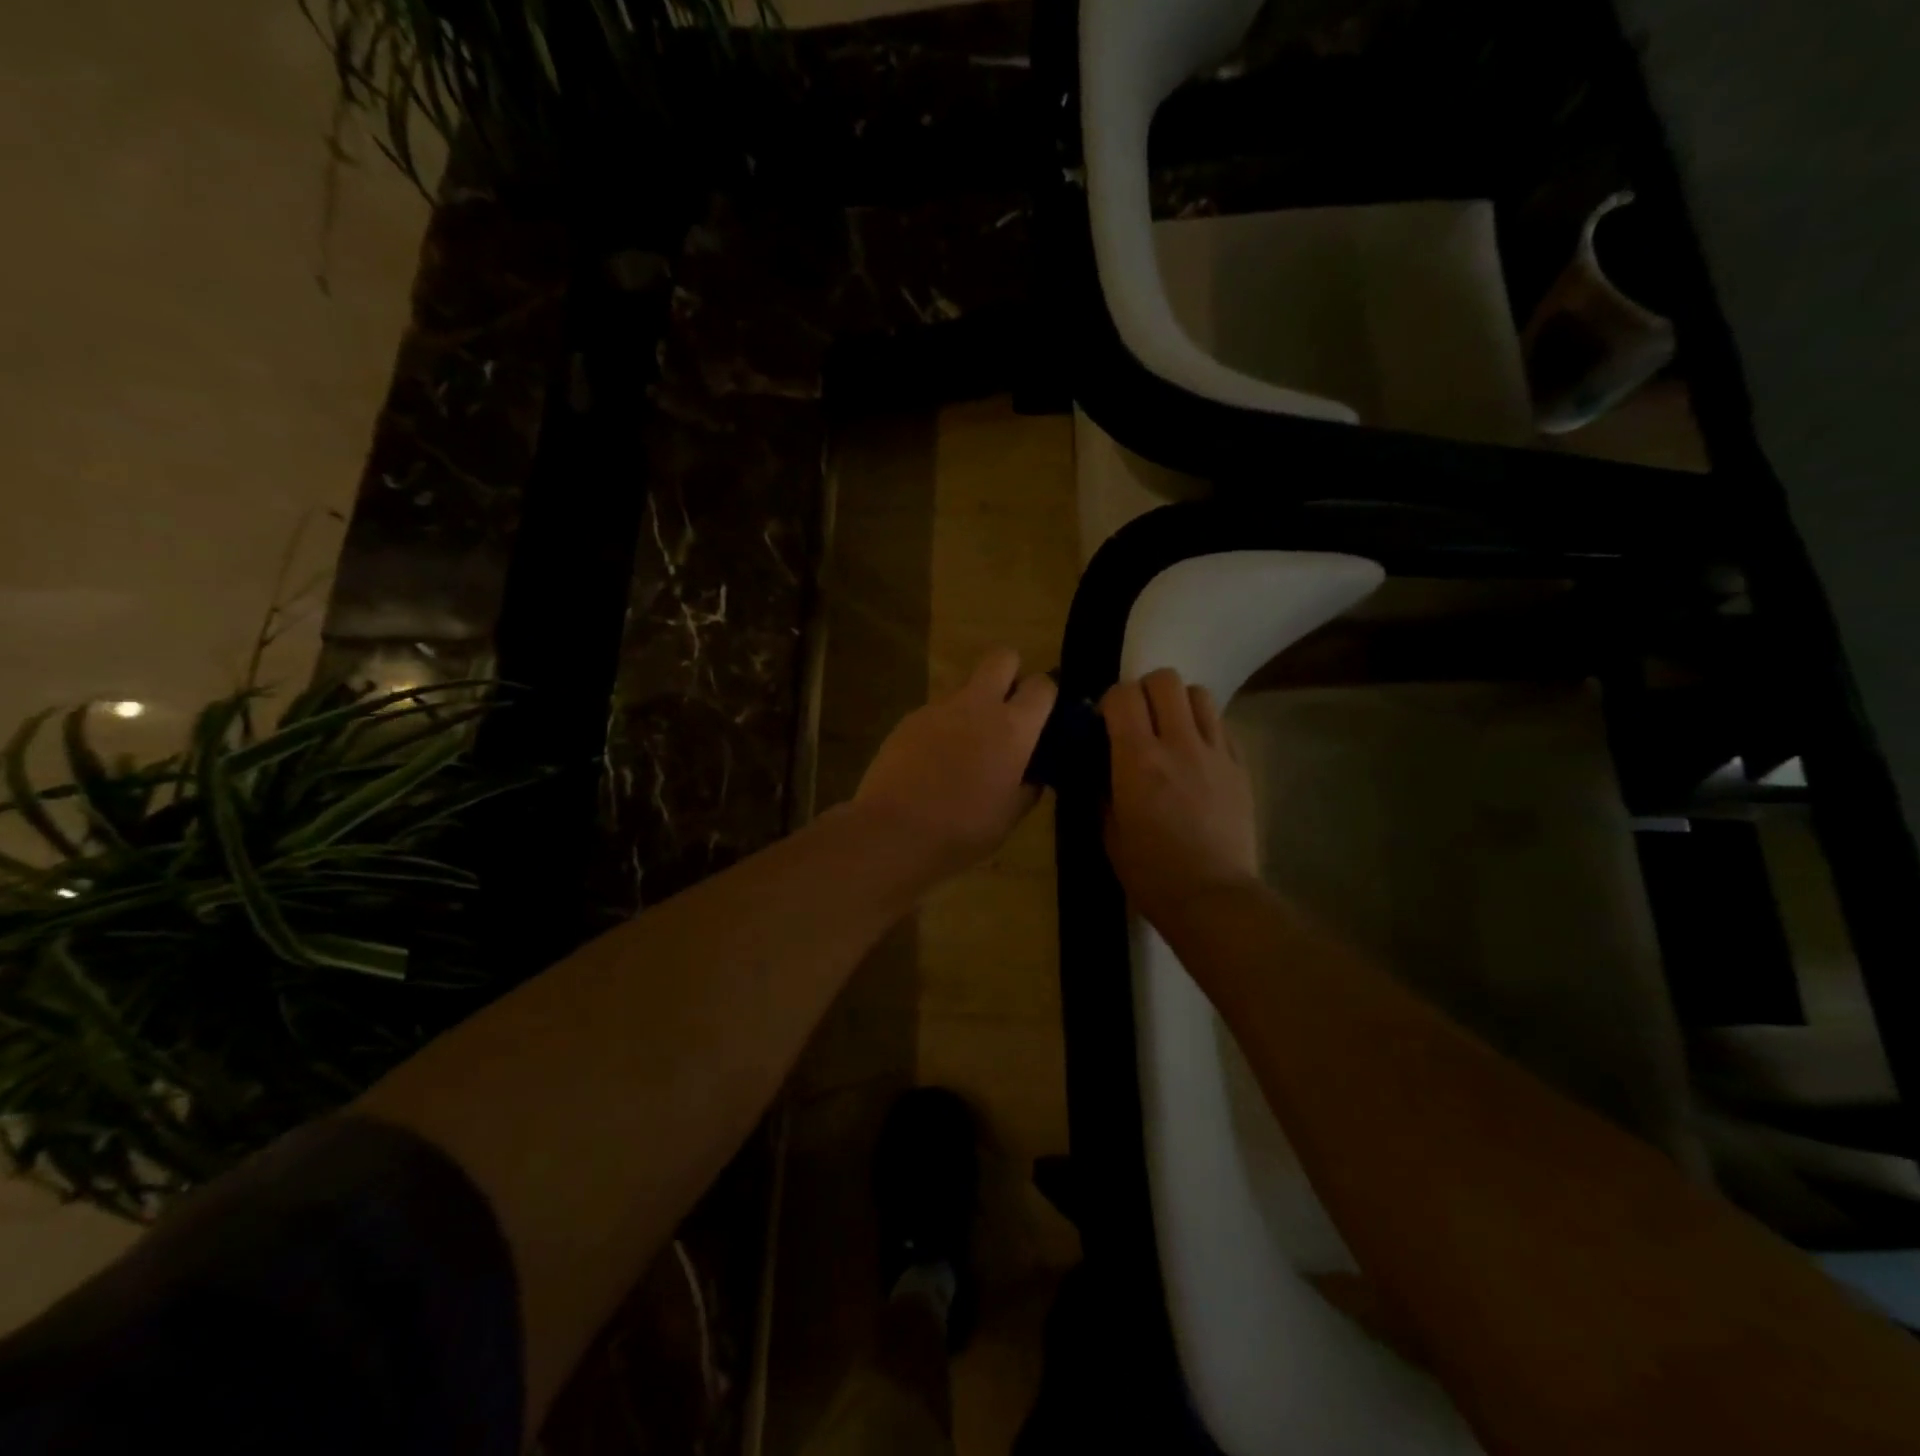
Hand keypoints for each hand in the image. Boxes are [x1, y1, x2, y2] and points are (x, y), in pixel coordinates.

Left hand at [855, 649, 1057, 878]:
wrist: (894, 831)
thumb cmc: (963, 829)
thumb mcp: (1009, 817)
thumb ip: (1027, 787)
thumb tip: (1033, 775)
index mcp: (1012, 728)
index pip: (1042, 685)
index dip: (1045, 696)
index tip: (1041, 716)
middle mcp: (977, 705)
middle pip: (1001, 657)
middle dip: (1010, 672)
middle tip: (1007, 708)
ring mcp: (938, 708)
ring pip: (965, 687)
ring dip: (972, 705)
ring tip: (964, 748)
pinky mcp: (908, 719)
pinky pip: (935, 712)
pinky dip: (941, 727)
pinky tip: (932, 761)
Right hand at [1101, 669, 1259, 923]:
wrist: (1213, 897)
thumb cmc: (1150, 872)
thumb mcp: (1109, 831)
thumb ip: (1102, 787)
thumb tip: (1100, 763)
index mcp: (1138, 759)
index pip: (1123, 696)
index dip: (1110, 701)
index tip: (1106, 722)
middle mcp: (1179, 744)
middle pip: (1165, 680)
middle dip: (1145, 691)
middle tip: (1138, 719)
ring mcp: (1216, 753)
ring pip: (1199, 694)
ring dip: (1179, 704)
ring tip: (1171, 730)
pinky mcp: (1241, 767)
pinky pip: (1222, 725)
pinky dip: (1204, 728)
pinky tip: (1196, 755)